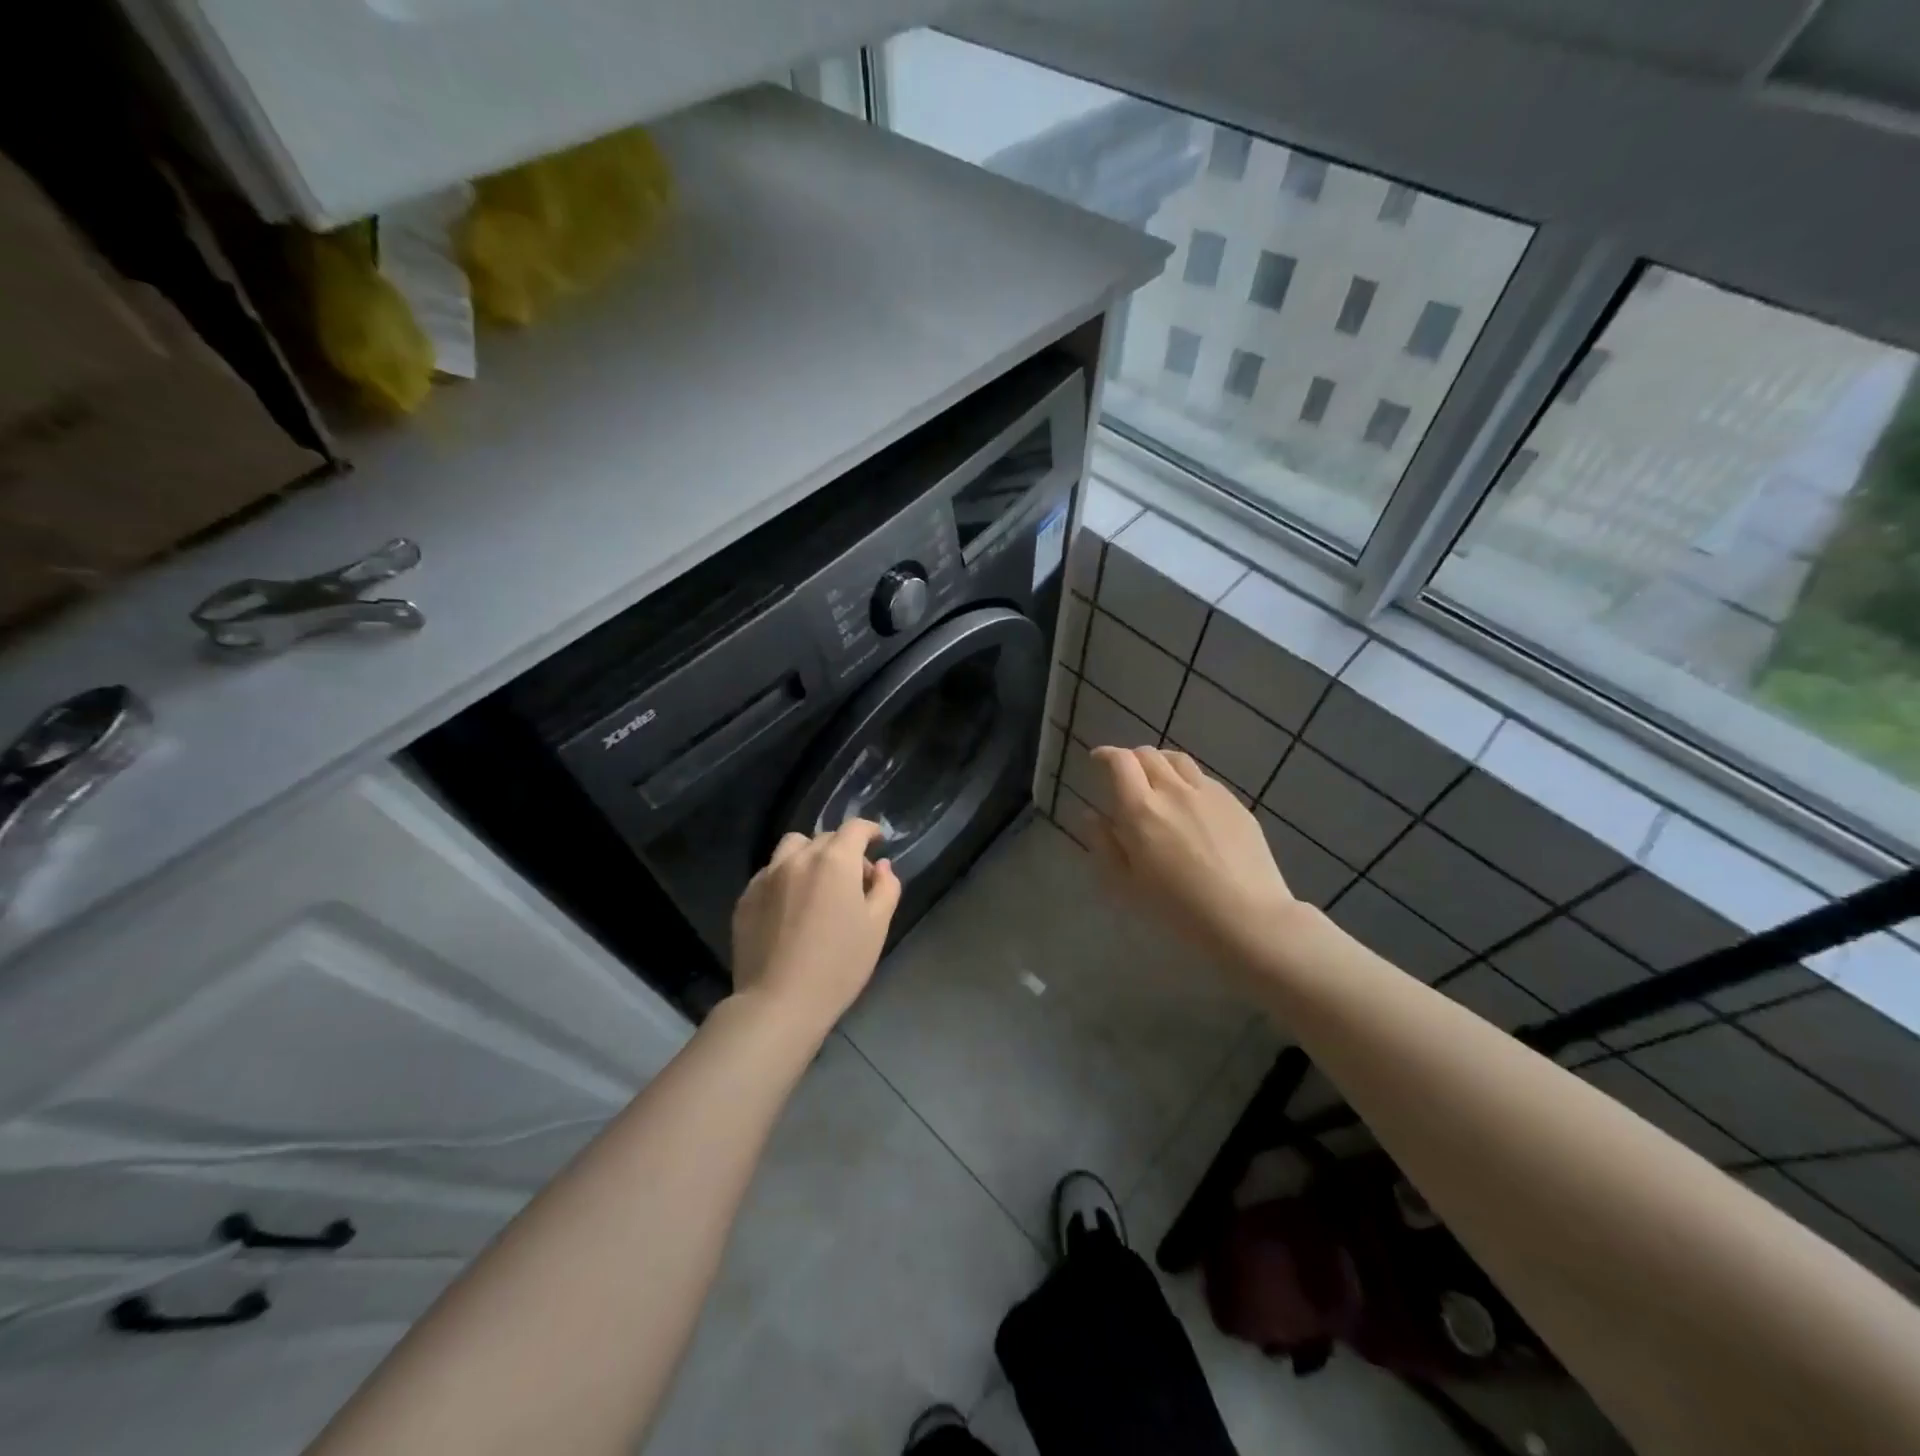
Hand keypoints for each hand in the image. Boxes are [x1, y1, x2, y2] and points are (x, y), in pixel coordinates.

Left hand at [730, 820, 901, 1034]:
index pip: (855, 828)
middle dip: (843, 850)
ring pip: (792, 848)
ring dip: (809, 855)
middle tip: (853, 879)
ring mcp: (767, 876)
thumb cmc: (839, 964)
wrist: (779, 1001)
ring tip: (816, 884)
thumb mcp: (877, 927)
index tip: (877, 840)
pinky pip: (769, 873)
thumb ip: (886, 888)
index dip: (869, 830)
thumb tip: (881, 866)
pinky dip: (785, 877)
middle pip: (824, 838)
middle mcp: (798, 858)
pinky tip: (790, 906)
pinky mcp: (746, 897)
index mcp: (835, 861)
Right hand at [1090, 746, 1300, 962]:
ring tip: (1156, 779)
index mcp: (1141, 809)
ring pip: (1177, 760)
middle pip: (1147, 754)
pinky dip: (1186, 780)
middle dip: (1130, 759)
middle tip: (1124, 777)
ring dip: (1159, 763)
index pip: (1119, 762)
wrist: (1248, 917)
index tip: (1097, 760)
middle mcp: (1173, 790)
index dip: (1105, 755)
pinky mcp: (1234, 802)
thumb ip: (1104, 844)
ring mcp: (1207, 793)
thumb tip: (1092, 815)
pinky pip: (1203, 778)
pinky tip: (1189, 803)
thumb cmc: (1177, 908)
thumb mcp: (1126, 885)